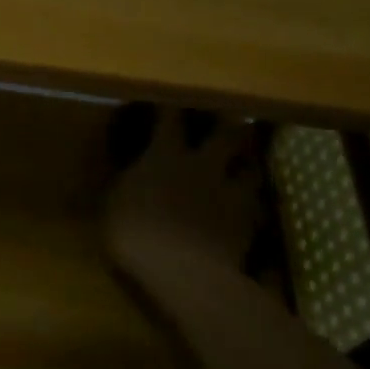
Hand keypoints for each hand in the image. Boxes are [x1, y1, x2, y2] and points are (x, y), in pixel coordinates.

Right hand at [104, 104, 272, 301]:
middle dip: (229, 123)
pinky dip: (255, 203)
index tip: (170, 97)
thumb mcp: (112, 206)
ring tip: (249, 162)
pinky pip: (258, 205)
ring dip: (250, 163)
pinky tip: (253, 208)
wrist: (182, 271)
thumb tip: (126, 170)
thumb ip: (124, 183)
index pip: (169, 120)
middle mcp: (202, 166)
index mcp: (163, 157)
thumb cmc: (133, 234)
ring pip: (251, 167)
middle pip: (226, 134)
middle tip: (232, 117)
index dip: (170, 107)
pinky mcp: (248, 222)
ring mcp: (230, 193)